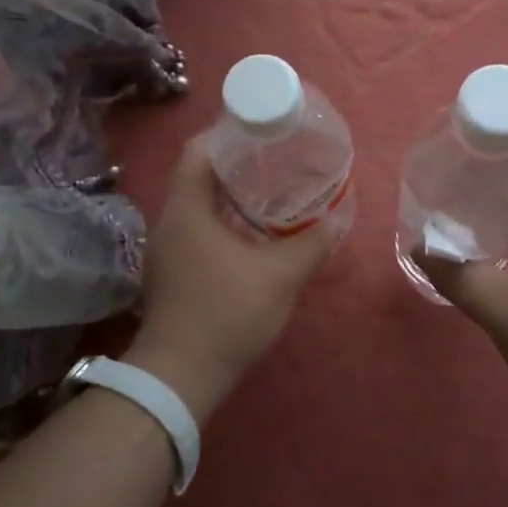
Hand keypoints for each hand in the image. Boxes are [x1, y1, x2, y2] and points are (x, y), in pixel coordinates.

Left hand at [124, 136, 332, 421]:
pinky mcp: (173, 272)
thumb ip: (312, 242)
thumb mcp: (280, 276)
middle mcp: (170, 221)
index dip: (229, 132)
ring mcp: (168, 249)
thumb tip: (339, 216)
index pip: (199, 149)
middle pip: (200, 175)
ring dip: (232, 194)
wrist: (180, 376)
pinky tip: (254, 232)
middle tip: (278, 157)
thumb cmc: (227, 314)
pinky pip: (199, 229)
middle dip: (238, 163)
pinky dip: (225, 221)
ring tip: (273, 189)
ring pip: (200, 204)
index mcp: (186, 208)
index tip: (263, 129)